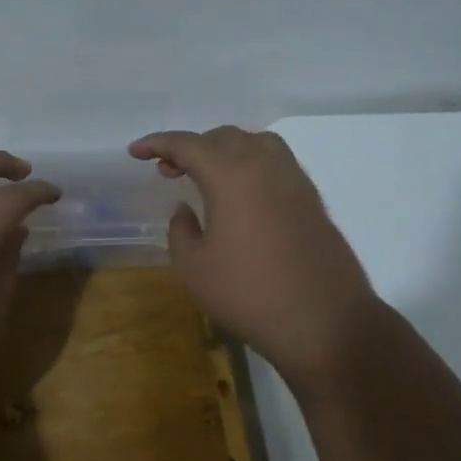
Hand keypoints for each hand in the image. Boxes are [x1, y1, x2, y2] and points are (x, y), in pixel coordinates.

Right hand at [129, 126, 379, 383]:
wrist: (325, 322)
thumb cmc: (249, 295)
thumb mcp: (194, 268)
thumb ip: (181, 231)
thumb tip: (185, 210)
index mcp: (231, 175)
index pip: (188, 144)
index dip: (157, 144)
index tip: (135, 152)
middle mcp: (265, 166)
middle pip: (222, 137)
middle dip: (191, 147)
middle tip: (168, 170)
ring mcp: (294, 181)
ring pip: (254, 143)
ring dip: (224, 150)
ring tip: (206, 176)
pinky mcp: (312, 200)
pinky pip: (275, 163)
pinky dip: (250, 164)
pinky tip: (240, 195)